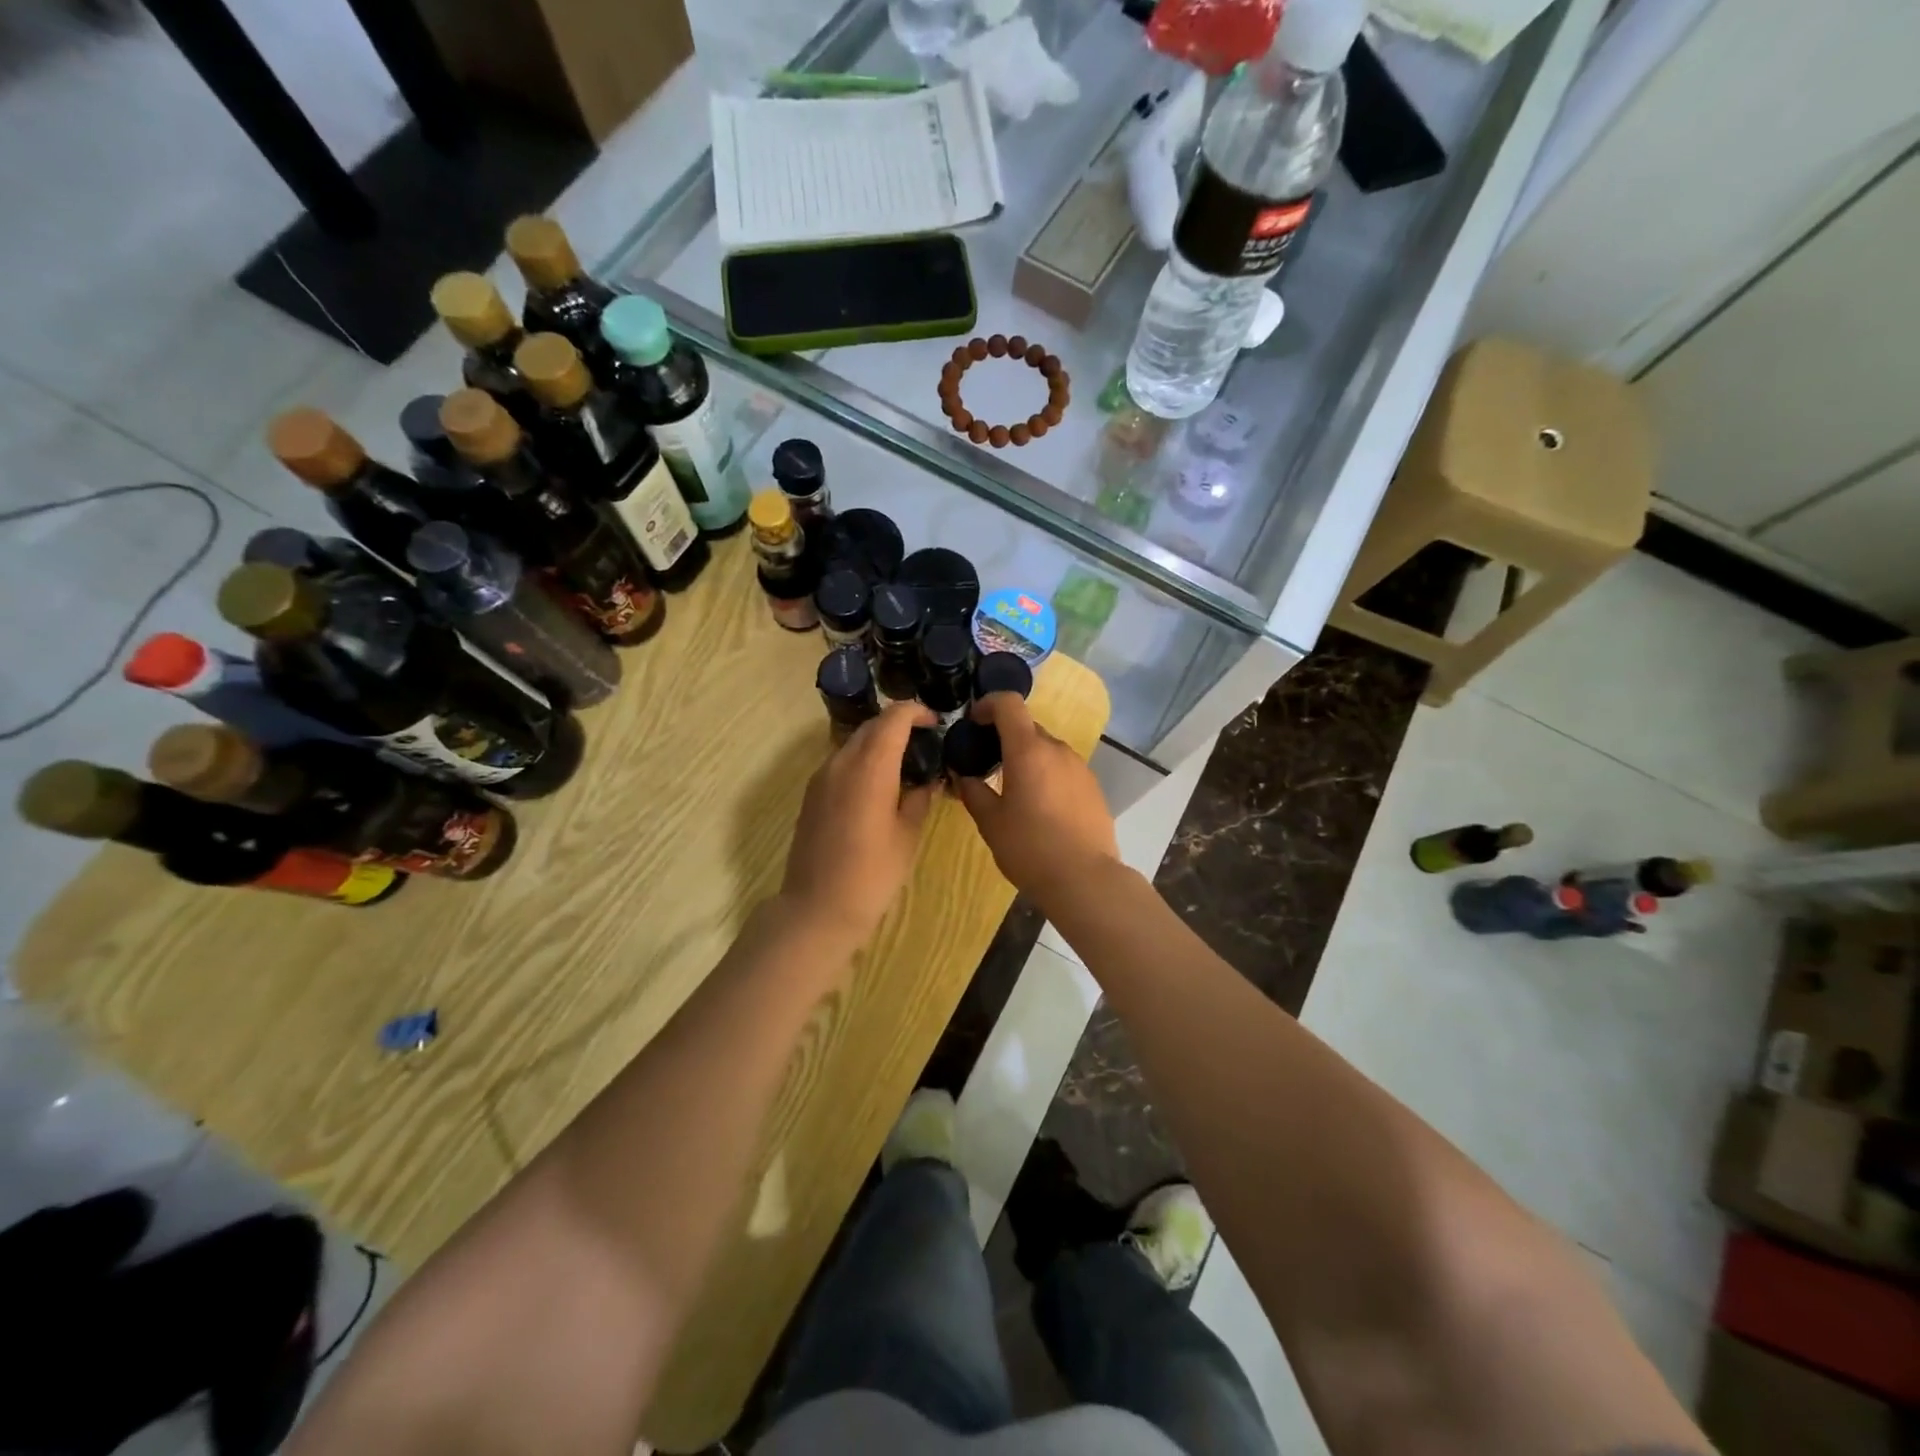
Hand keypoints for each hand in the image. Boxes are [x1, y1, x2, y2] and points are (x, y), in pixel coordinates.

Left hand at [780, 702, 937, 951]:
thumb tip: (927, 779)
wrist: (817, 908)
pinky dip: (863, 761)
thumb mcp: (908, 835)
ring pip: (854, 743)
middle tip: (925, 742)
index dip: (915, 712)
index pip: (893, 718)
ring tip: (904, 765)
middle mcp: (841, 762)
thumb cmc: (872, 874)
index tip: (935, 722)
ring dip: (879, 743)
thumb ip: (919, 797)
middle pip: (872, 726)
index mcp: (869, 768)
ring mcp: (821, 777)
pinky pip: (841, 762)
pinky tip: (879, 785)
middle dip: (898, 725)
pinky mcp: (812, 794)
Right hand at [952, 693, 1118, 910]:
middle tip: (986, 764)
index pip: (1009, 703)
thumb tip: (963, 777)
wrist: (1085, 879)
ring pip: (1046, 749)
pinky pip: (1063, 768)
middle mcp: (1057, 749)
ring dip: (1027, 758)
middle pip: (1027, 727)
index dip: (988, 704)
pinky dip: (1046, 774)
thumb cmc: (1030, 848)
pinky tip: (1040, 807)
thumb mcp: (990, 823)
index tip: (973, 722)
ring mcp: (1079, 767)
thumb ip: (973, 792)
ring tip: (1013, 790)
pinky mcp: (1093, 786)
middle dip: (1004, 737)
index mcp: (1028, 750)